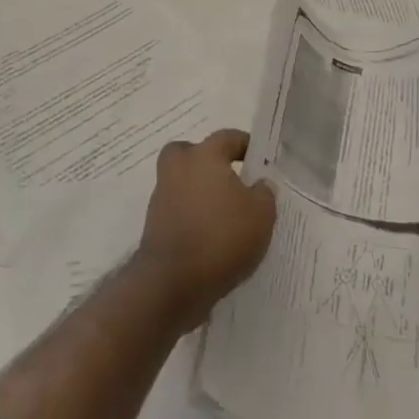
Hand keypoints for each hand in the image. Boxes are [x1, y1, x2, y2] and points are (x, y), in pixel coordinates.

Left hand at [135, 129, 276, 331]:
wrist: (173, 281)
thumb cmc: (222, 237)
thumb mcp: (261, 215)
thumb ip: (264, 193)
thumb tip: (260, 184)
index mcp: (204, 155)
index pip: (227, 137)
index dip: (245, 145)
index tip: (258, 158)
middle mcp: (179, 168)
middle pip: (192, 152)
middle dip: (209, 162)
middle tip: (230, 179)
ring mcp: (162, 195)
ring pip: (183, 181)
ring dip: (200, 191)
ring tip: (226, 214)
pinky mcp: (154, 223)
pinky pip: (178, 208)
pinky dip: (192, 215)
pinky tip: (211, 235)